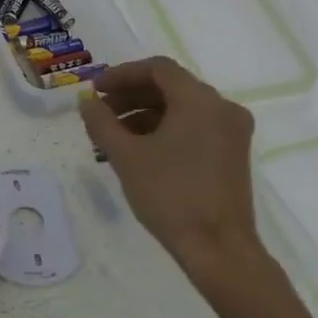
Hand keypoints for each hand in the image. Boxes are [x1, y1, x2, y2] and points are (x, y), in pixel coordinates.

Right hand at [77, 56, 268, 278]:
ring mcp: (231, 132)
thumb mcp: (126, 156)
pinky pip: (193, 127)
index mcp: (200, 101)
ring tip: (111, 138)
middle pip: (170, 87)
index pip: (157, 69)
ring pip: (180, 109)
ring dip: (143, 116)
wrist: (218, 248)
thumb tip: (86, 100)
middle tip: (99, 113)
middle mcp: (222, 108)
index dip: (121, 74)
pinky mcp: (231, 154)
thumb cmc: (170, 195)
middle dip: (130, 96)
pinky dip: (163, 131)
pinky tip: (137, 152)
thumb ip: (101, 122)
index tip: (95, 90)